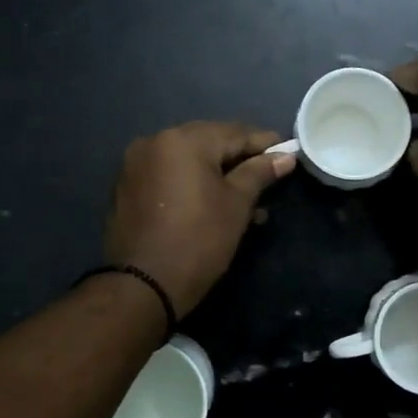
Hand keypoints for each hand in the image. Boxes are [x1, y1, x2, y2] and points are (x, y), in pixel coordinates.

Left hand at [103, 121, 295, 315]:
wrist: (144, 285)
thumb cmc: (199, 240)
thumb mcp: (237, 204)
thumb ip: (260, 173)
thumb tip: (285, 157)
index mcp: (183, 140)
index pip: (235, 133)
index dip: (265, 143)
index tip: (288, 152)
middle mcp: (155, 142)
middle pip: (209, 143)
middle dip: (240, 159)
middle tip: (269, 176)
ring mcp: (137, 165)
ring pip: (189, 162)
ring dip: (218, 176)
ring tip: (248, 201)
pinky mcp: (128, 188)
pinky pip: (170, 177)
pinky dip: (193, 185)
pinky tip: (215, 205)